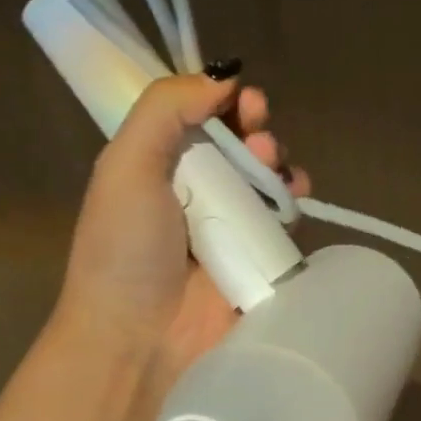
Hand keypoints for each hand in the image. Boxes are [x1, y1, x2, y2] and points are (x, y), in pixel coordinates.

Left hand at [46, 71, 309, 416]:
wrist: (140, 343)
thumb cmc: (125, 251)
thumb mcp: (126, 166)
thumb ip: (165, 110)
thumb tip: (222, 77)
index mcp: (156, 165)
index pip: (197, 116)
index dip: (221, 99)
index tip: (239, 97)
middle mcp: (195, 189)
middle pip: (239, 140)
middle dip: (256, 125)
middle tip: (259, 131)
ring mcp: (230, 222)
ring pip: (268, 172)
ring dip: (278, 157)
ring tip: (274, 166)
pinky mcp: (260, 253)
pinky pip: (286, 212)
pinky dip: (295, 195)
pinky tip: (295, 192)